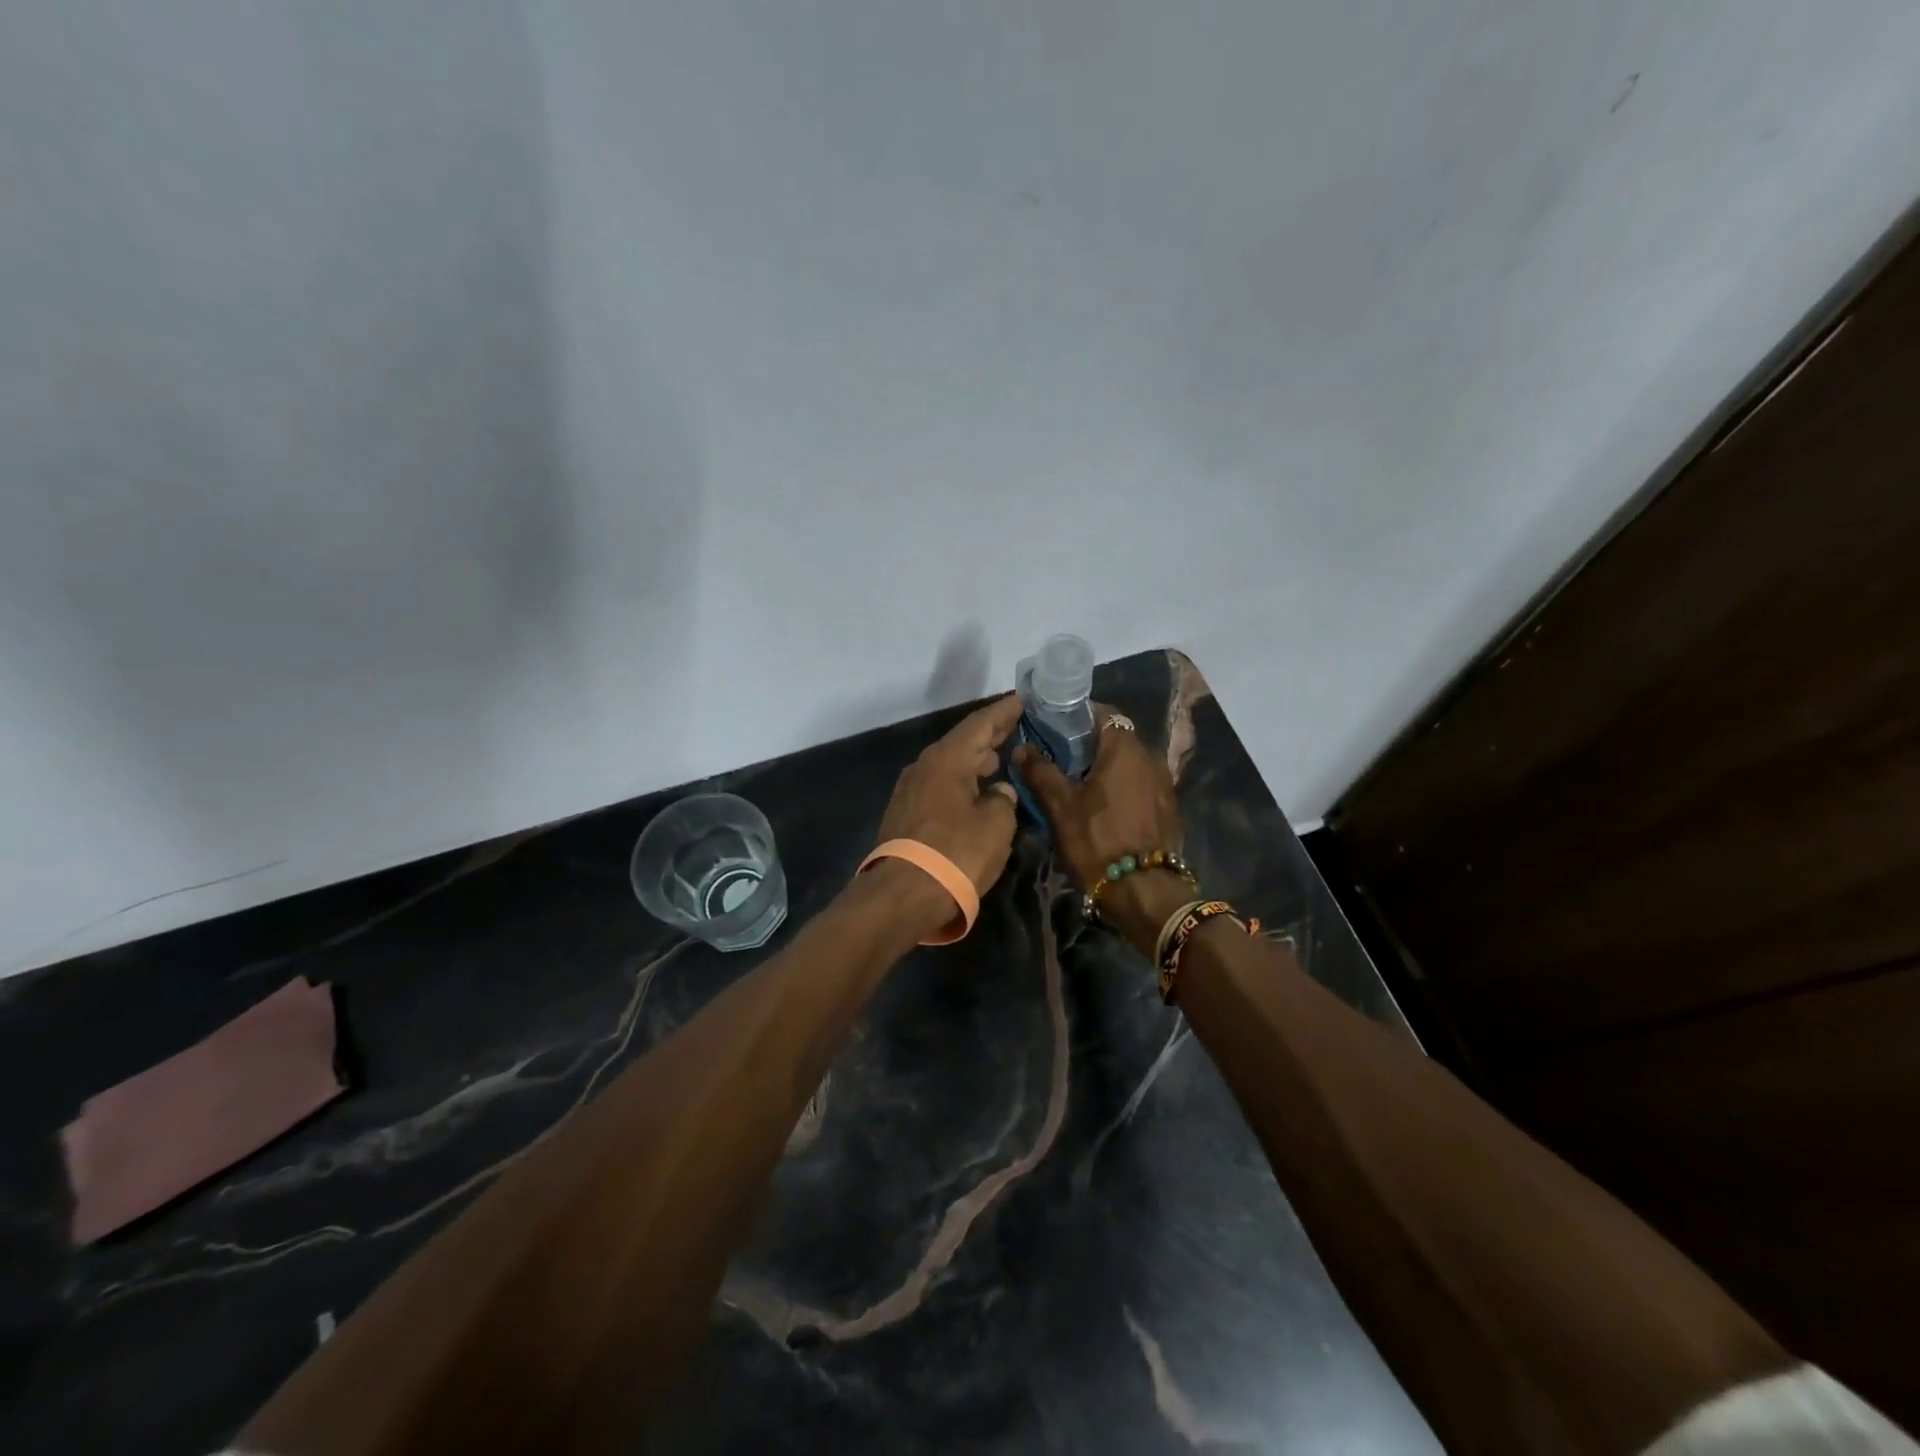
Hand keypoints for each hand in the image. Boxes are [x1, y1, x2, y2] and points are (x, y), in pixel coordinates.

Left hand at [872, 694, 1023, 928]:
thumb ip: (1003, 800)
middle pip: (961, 742)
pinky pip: (939, 786)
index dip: (1003, 712)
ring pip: (949, 765)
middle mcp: (924, 767)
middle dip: (989, 735)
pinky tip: (974, 792)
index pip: (979, 724)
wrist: (901, 895)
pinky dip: (960, 782)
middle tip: (1014, 726)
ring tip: (998, 759)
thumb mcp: (996, 825)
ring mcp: (910, 791)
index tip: (1021, 700)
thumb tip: (998, 792)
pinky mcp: (905, 816)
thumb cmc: (956, 854)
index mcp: (947, 760)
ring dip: (974, 760)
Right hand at [1013, 705, 1188, 956]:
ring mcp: (1163, 784)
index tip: (1053, 728)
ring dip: (1104, 768)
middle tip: (1058, 759)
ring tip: (1076, 785)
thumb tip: (1022, 748)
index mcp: (1125, 748)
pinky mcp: (1166, 808)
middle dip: (1087, 744)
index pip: (1102, 712)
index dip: (1076, 717)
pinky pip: (1138, 784)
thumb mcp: (1060, 806)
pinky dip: (1120, 787)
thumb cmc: (1097, 841)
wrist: (1144, 892)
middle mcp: (1150, 757)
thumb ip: (1040, 771)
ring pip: (1128, 763)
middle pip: (1115, 738)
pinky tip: (1101, 807)